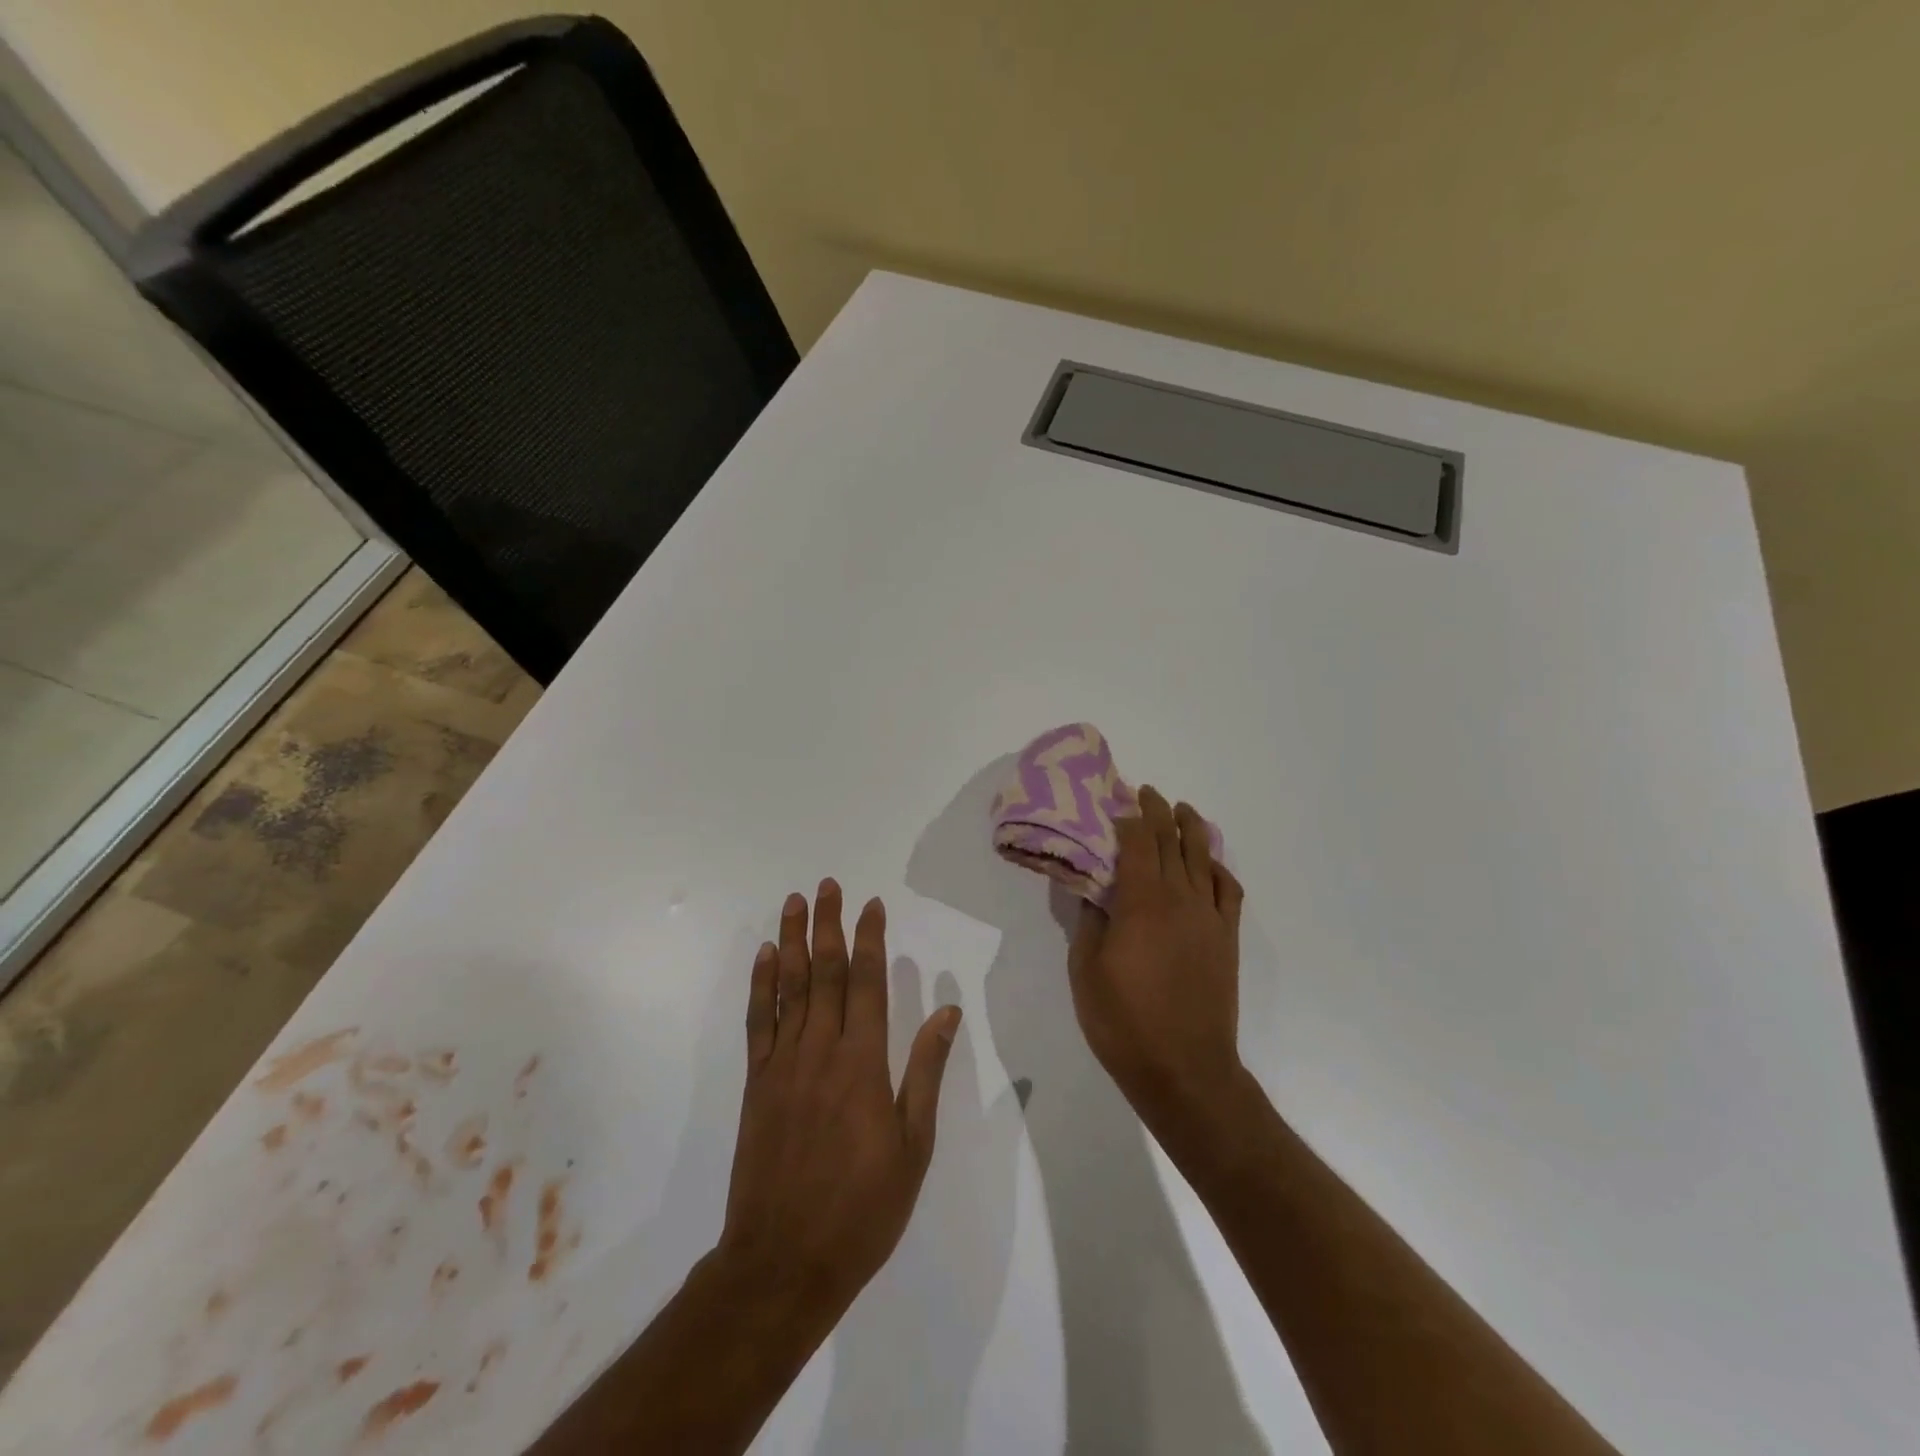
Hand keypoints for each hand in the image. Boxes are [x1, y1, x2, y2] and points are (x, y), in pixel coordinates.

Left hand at [717, 881, 960, 1323]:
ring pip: (790, 987)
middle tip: (828, 885)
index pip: (868, 983)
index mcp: (864, 1063)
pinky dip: (762, 984)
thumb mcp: (913, 1145)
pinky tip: (766, 957)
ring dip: (794, 940)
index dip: (871, 939)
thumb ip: (926, 1072)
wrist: (784, 1261)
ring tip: (795, 902)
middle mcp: (821, 1050)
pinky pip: (759, 1022)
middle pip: (827, 972)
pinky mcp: (757, 1083)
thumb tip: (947, 1011)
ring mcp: (783, 1064)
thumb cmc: (863, 1208)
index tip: (873, 905)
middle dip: (829, 924)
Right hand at [1068, 787, 1245, 1136]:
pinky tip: (1210, 863)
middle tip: (1144, 793)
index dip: (1127, 816)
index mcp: (1142, 902)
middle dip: (1157, 811)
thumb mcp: (1085, 970)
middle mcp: (1180, 898)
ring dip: (1192, 828)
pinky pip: (1229, 890)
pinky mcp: (1227, 938)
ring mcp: (1209, 917)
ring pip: (1203, 857)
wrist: (1184, 1069)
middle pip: (1172, 840)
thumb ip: (1089, 922)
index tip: (1116, 800)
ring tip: (1181, 810)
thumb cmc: (1123, 1022)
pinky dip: (1219, 868)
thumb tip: (1093, 890)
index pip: (1138, 842)